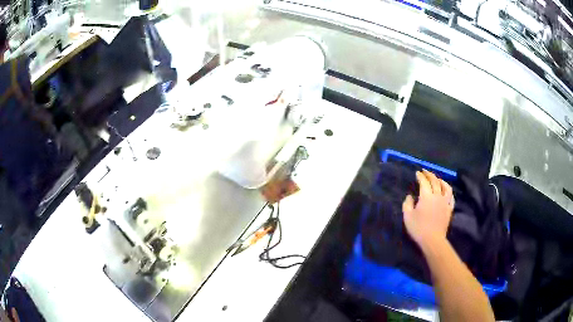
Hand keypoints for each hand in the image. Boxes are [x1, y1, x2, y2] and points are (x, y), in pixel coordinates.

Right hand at [403, 170, 453, 247]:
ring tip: (437, 179)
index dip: (420, 176)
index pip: (424, 182)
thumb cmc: (418, 228)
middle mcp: (437, 195)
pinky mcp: (449, 209)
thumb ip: (407, 204)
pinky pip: (451, 197)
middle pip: (435, 181)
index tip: (417, 173)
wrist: (433, 240)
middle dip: (430, 175)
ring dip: (441, 180)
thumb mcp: (407, 216)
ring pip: (446, 187)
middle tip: (425, 171)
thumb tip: (410, 196)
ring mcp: (445, 202)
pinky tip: (446, 191)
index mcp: (426, 196)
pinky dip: (448, 191)